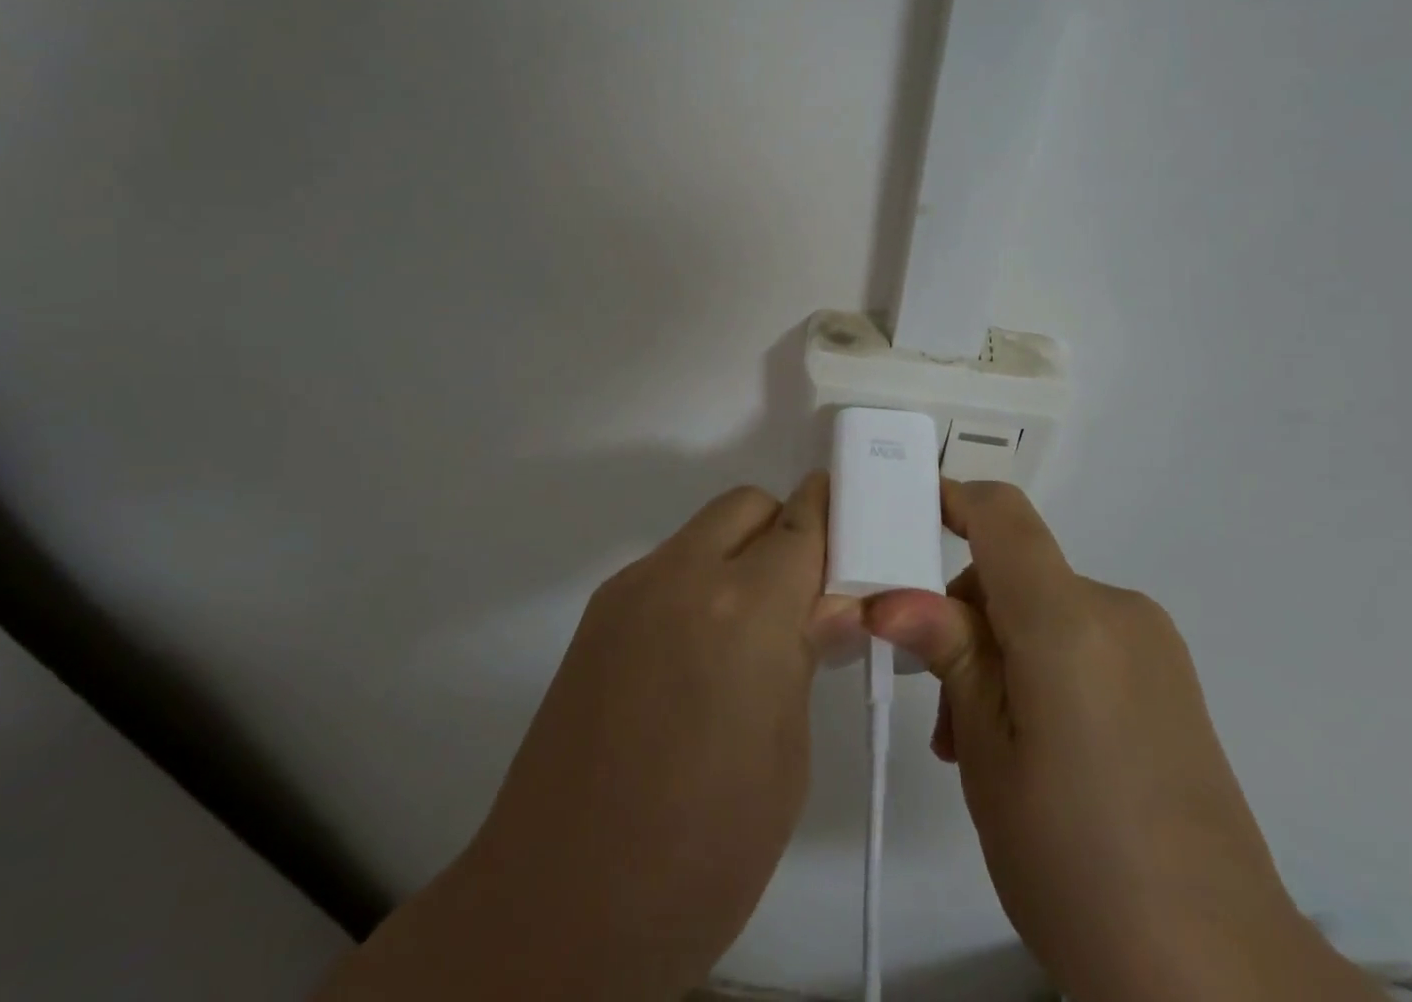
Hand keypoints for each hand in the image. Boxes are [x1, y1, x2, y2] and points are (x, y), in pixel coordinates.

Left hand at [319, 476, 837, 1001]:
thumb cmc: (701, 851)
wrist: (559, 906)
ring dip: (737, 556)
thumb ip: (805, 657)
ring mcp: (631, 590)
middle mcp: (683, 576)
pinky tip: (694, 657)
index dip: (831, 517)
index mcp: (744, 610)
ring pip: (703, 532)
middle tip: (800, 597)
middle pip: (746, 505)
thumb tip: (832, 604)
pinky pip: (666, 568)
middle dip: (782, 531)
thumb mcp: (785, 760)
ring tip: (747, 634)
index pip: (801, 524)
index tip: (852, 534)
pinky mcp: (598, 614)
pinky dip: (696, 584)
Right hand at [866, 481, 1381, 1001]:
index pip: (1002, 515)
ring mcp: (1152, 647)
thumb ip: (949, 656)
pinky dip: (1041, 669)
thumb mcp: (990, 756)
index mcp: (1069, 618)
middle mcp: (1117, 611)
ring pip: (1045, 613)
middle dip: (963, 616)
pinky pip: (1083, 643)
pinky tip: (1032, 751)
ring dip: (999, 653)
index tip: (901, 516)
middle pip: (1016, 570)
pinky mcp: (1170, 683)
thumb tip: (890, 597)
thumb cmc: (1077, 861)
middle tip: (938, 709)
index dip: (951, 498)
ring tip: (978, 748)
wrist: (1221, 978)